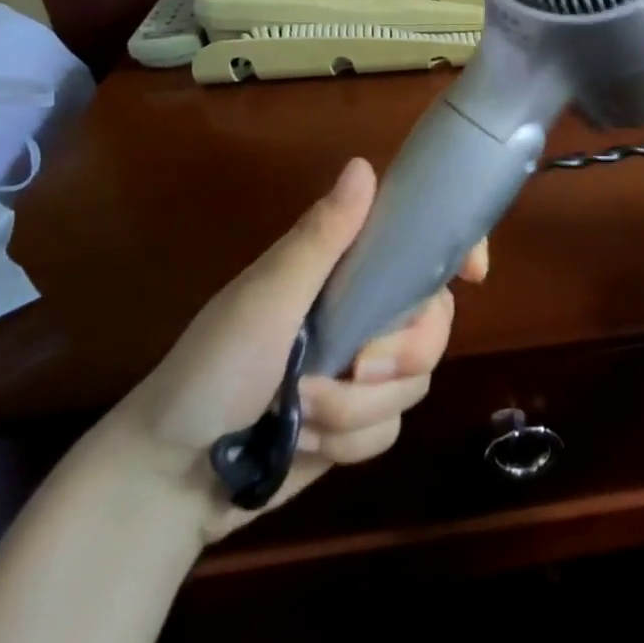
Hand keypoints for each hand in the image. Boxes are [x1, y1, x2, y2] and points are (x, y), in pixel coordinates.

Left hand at [95, 157, 485, 543]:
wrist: (169, 477)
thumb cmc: (212, 369)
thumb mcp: (266, 299)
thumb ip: (320, 239)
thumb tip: (365, 164)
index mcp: (342, 272)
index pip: (415, 246)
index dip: (454, 251)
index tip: (474, 274)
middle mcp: (361, 314)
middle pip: (434, 323)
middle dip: (401, 354)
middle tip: (359, 367)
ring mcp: (361, 371)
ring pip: (415, 383)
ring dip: (357, 410)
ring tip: (301, 416)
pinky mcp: (357, 423)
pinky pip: (391, 430)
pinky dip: (349, 442)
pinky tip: (304, 446)